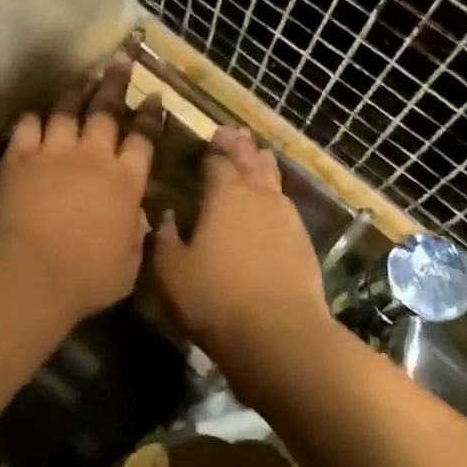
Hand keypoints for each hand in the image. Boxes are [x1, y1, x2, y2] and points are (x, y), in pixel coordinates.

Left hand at [0, 56, 164, 328]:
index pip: (143, 138)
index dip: (150, 115)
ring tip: (81, 79)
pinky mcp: (19, 159)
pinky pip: (27, 126)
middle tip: (121, 60)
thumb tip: (139, 215)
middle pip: (106, 111)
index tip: (154, 96)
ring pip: (66, 111)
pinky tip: (37, 114)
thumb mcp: (129, 264)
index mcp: (125, 181)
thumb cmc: (87, 278)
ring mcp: (53, 153)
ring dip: (75, 93)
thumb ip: (136, 234)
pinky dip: (34, 118)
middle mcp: (92, 157)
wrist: (31, 275)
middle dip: (115, 83)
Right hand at [152, 127, 330, 370]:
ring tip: (256, 153)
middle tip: (233, 133)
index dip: (211, 148)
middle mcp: (259, 196)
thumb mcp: (171, 270)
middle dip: (240, 146)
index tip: (208, 137)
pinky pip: (286, 203)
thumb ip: (163, 238)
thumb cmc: (215, 298)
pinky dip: (275, 193)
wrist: (278, 334)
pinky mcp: (303, 241)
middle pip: (250, 161)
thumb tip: (164, 215)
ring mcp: (287, 217)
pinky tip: (272, 200)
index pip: (218, 160)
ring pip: (273, 179)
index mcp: (225, 194)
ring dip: (262, 163)